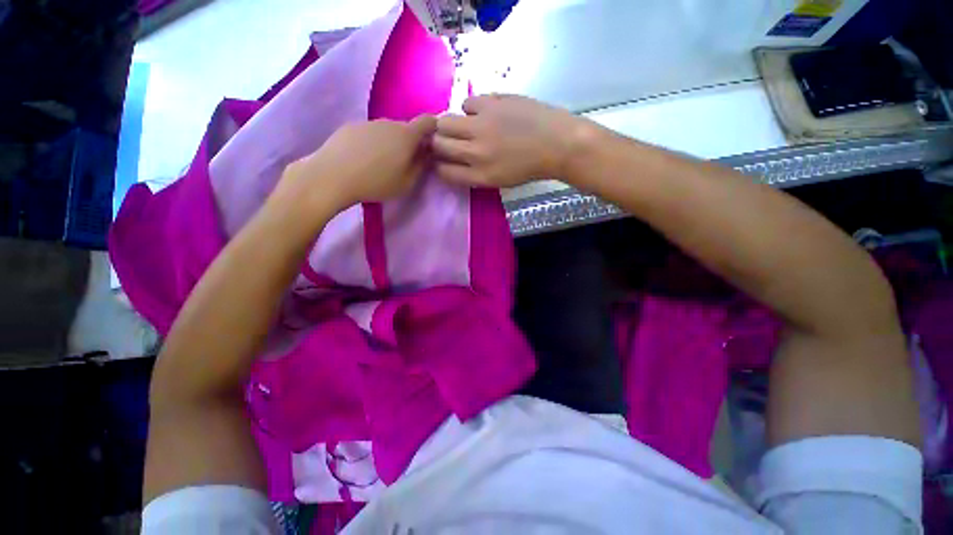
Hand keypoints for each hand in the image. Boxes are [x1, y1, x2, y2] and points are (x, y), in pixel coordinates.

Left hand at [280, 116, 436, 209]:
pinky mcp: (351, 126)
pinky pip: (370, 133)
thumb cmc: (376, 183)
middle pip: (406, 128)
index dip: (434, 129)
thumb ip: (421, 166)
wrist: (332, 176)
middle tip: (406, 161)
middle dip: (411, 141)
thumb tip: (427, 153)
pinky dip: (373, 143)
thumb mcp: (407, 182)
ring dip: (391, 142)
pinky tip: (364, 159)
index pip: (428, 121)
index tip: (433, 143)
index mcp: (407, 135)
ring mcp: (368, 123)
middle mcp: (389, 122)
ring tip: (382, 163)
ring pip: (387, 130)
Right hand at [431, 94, 589, 187]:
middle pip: (438, 144)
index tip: (442, 160)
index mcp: (480, 175)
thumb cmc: (529, 167)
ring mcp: (483, 125)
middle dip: (437, 143)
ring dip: (452, 124)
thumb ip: (473, 173)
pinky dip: (471, 109)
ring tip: (468, 125)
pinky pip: (467, 103)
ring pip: (446, 121)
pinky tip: (485, 113)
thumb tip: (454, 160)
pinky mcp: (492, 103)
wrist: (557, 144)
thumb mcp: (499, 181)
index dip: (439, 166)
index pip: (444, 172)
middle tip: (449, 140)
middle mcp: (476, 152)